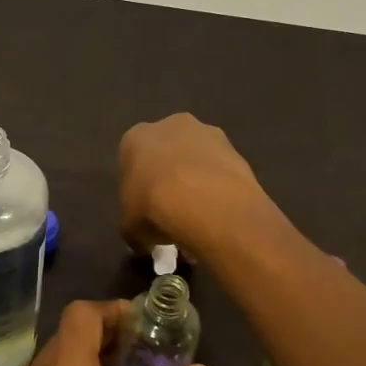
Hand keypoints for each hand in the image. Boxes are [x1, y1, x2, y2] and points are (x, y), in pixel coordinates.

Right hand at [119, 113, 271, 259]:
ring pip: (198, 157)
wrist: (203, 201)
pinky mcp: (235, 148)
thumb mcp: (130, 227)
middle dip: (170, 175)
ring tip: (201, 216)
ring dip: (198, 179)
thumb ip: (134, 227)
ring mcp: (207, 133)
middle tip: (173, 210)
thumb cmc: (153, 206)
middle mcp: (170, 125)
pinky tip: (220, 213)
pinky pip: (221, 169)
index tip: (145, 209)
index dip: (139, 187)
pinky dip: (221, 187)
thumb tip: (143, 240)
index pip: (133, 160)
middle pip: (168, 151)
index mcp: (136, 138)